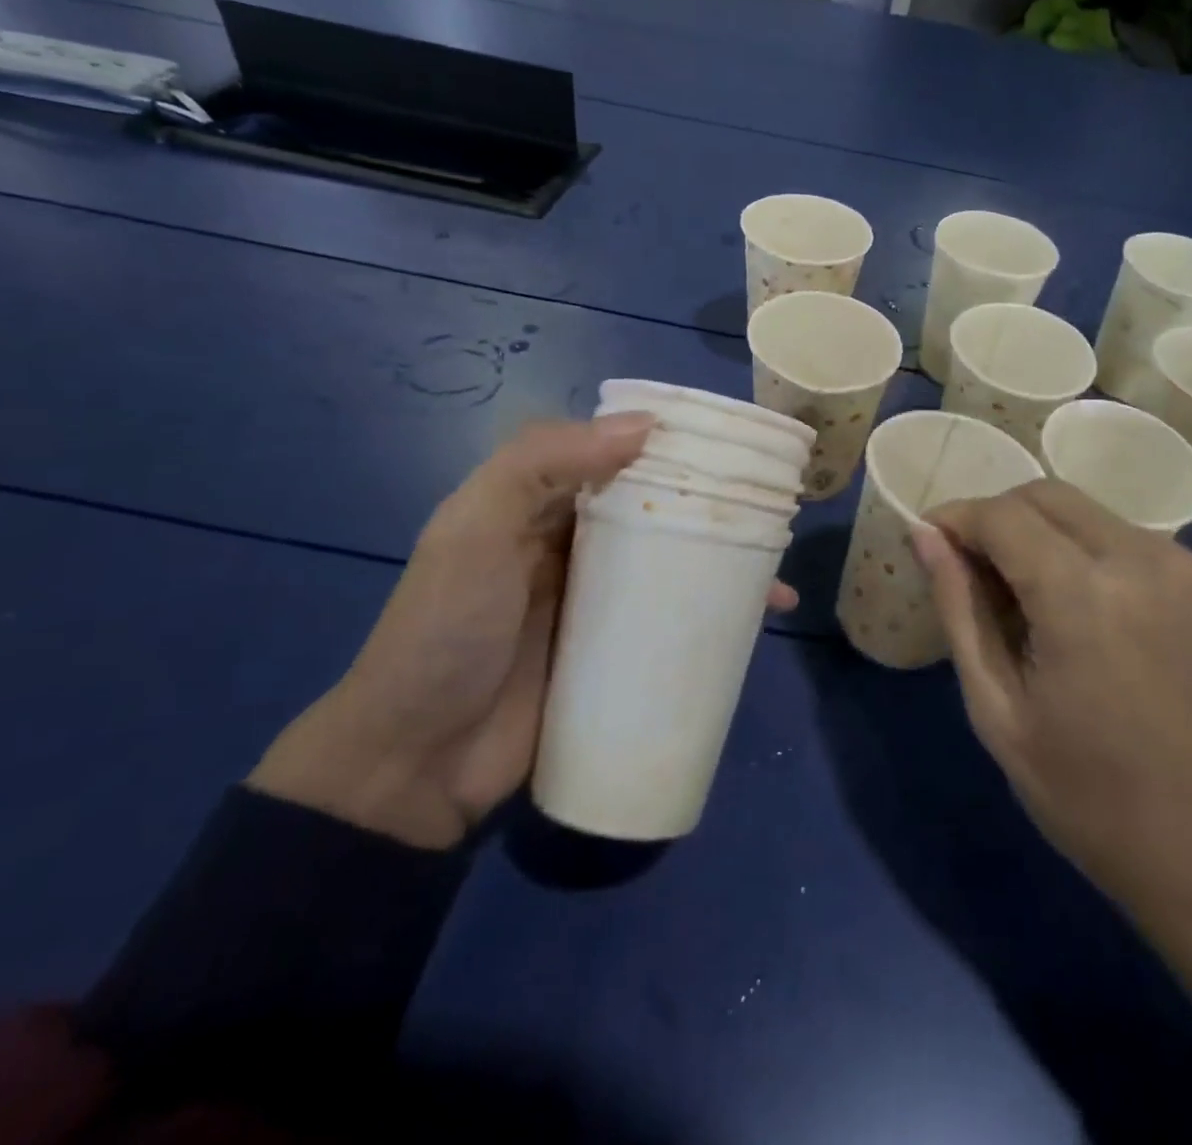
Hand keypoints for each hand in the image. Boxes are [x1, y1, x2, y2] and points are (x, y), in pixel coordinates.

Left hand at [250, 415, 795, 849]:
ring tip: (776, 572)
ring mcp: (600, 603)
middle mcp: (576, 545)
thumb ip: (542, 463)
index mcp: (542, 505)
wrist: (415, 766)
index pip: (616, 456)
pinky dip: (715, 617)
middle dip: (711, 506)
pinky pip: (675, 621)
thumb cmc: (445, 631)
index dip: (668, 444)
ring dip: (724, 563)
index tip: (729, 442)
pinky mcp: (618, 654)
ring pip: (674, 565)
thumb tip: (646, 426)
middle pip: (655, 510)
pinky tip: (759, 622)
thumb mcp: (475, 529)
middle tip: (771, 509)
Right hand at [913, 480, 1191, 1100]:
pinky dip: (1079, 548)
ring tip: (1017, 593)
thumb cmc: (1090, 797)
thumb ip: (960, 609)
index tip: (928, 543)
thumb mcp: (998, 710)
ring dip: (1037, 531)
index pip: (1001, 515)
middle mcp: (1138, 557)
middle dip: (994, 517)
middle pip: (1044, 495)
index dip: (955, 520)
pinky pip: (1121, 536)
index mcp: (1082, 594)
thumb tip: (926, 538)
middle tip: (967, 569)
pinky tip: (1071, 605)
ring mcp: (1180, 564)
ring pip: (1084, 510)